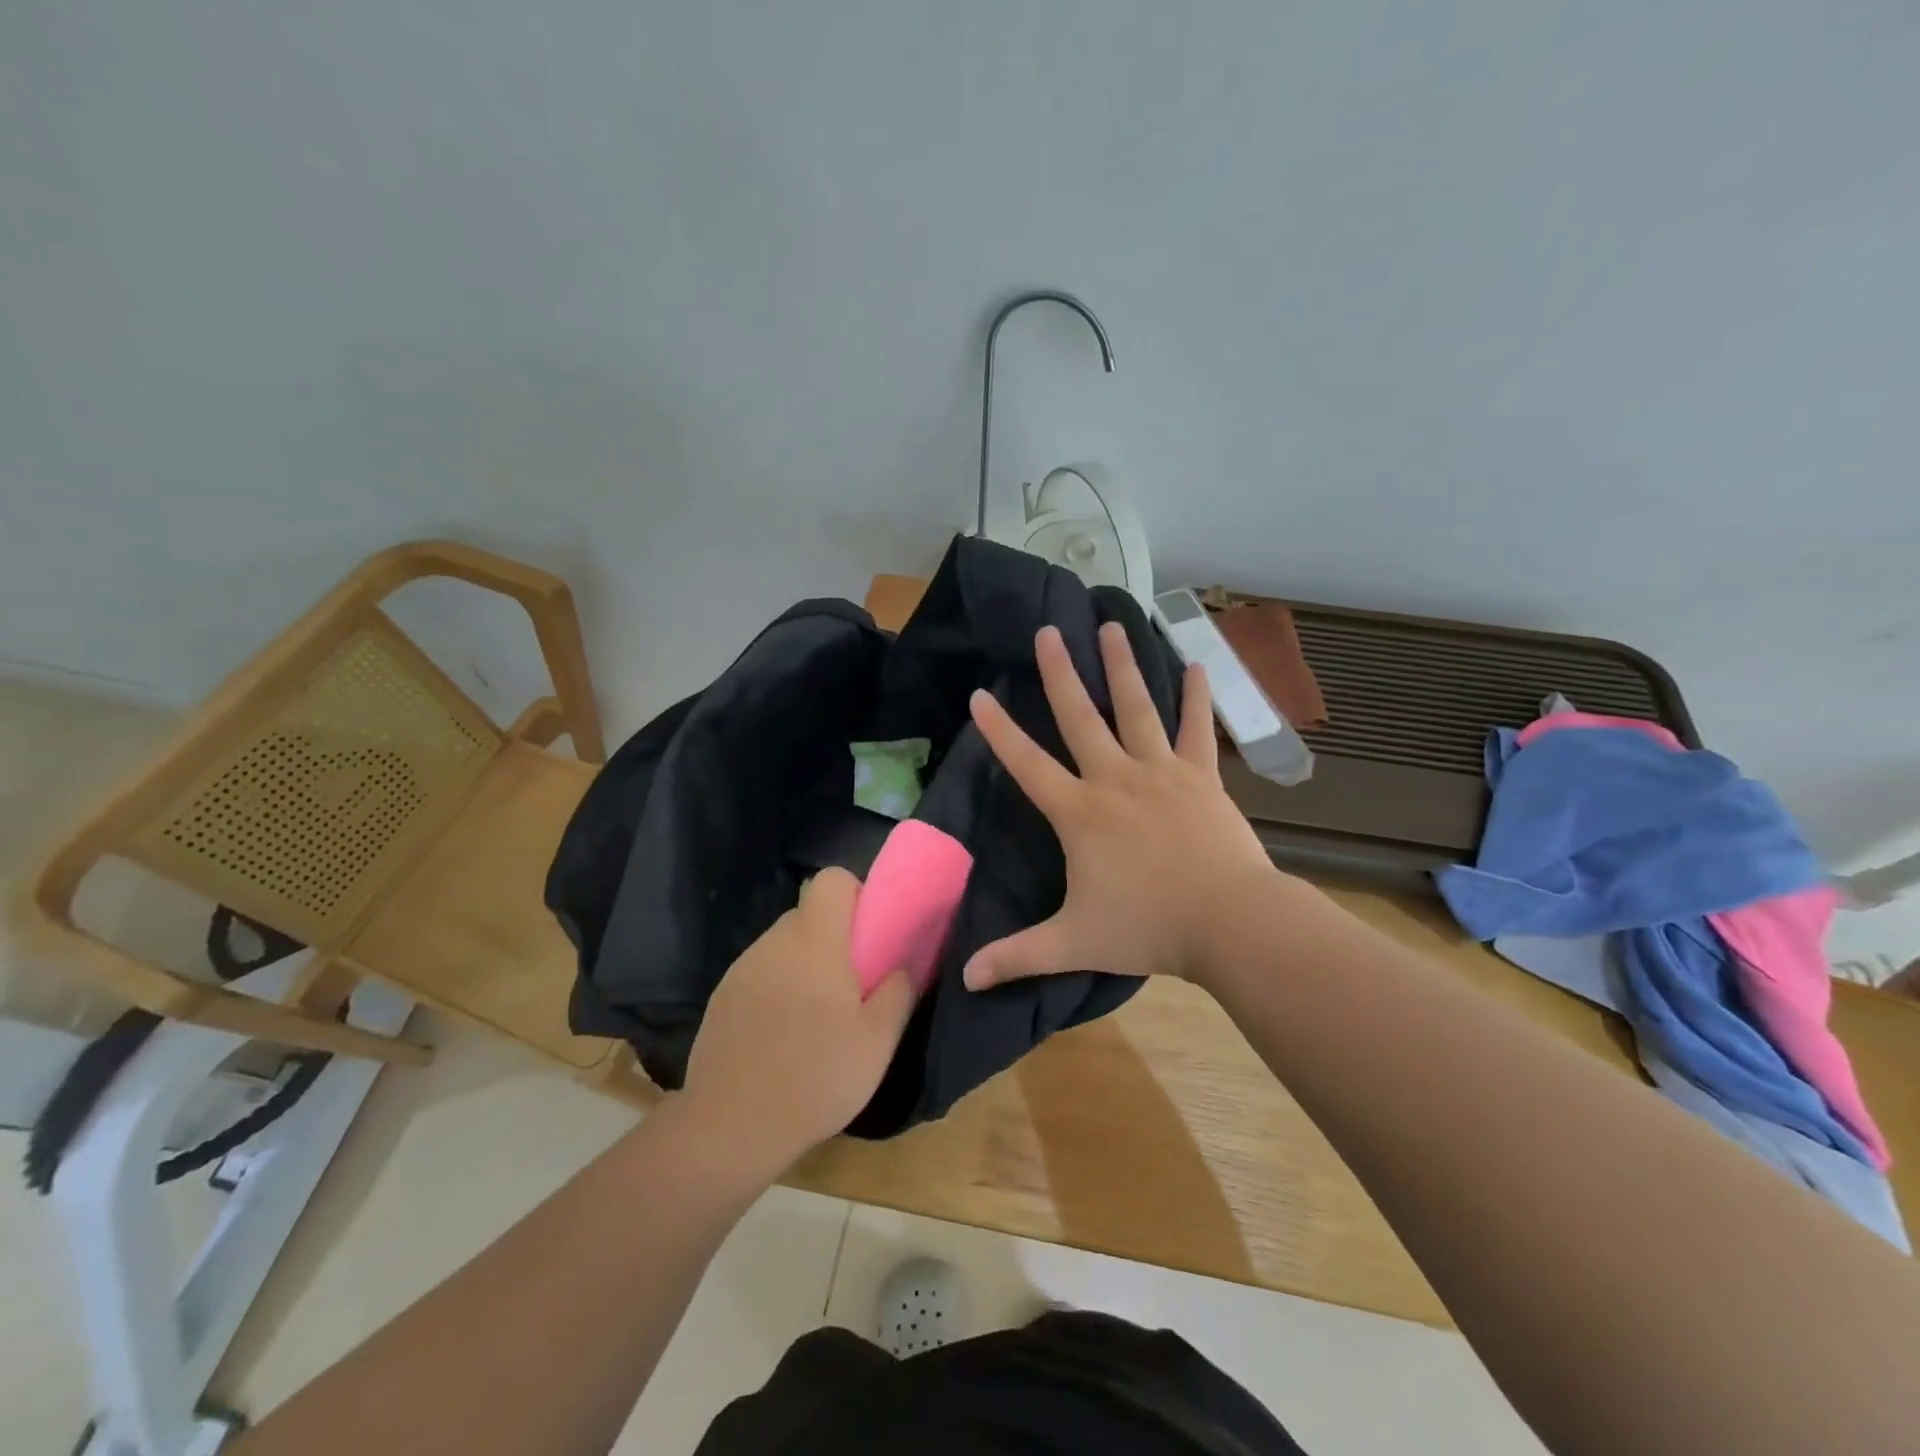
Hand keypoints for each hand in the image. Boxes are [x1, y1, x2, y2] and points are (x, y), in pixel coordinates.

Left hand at [681, 869, 914, 1179]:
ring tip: (816, 1016)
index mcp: (815, 942)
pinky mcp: (722, 996)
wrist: (730, 1128)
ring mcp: (742, 968)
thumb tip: (903, 965)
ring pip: (784, 945)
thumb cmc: (815, 1078)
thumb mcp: (877, 1042)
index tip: (869, 934)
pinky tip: (782, 1034)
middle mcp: (774, 942)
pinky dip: (777, 986)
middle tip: (851, 983)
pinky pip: (760, 972)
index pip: (831, 879)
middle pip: (808, 914)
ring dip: (804, 963)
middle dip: (833, 936)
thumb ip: (898, 992)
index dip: (855, 894)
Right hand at [964, 622, 1285, 990]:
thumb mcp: (1073, 942)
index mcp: (1079, 812)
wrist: (1229, 922)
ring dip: (1122, 666)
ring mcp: (1162, 772)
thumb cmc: (1148, 928)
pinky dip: (1196, 697)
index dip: (1000, 730)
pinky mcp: (1202, 777)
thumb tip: (964, 978)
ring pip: (1137, 708)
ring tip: (1111, 626)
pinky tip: (1196, 664)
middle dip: (1060, 672)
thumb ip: (1017, 955)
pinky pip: (1197, 729)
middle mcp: (1115, 778)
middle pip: (1080, 716)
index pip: (1027, 763)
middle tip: (1048, 630)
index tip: (980, 694)